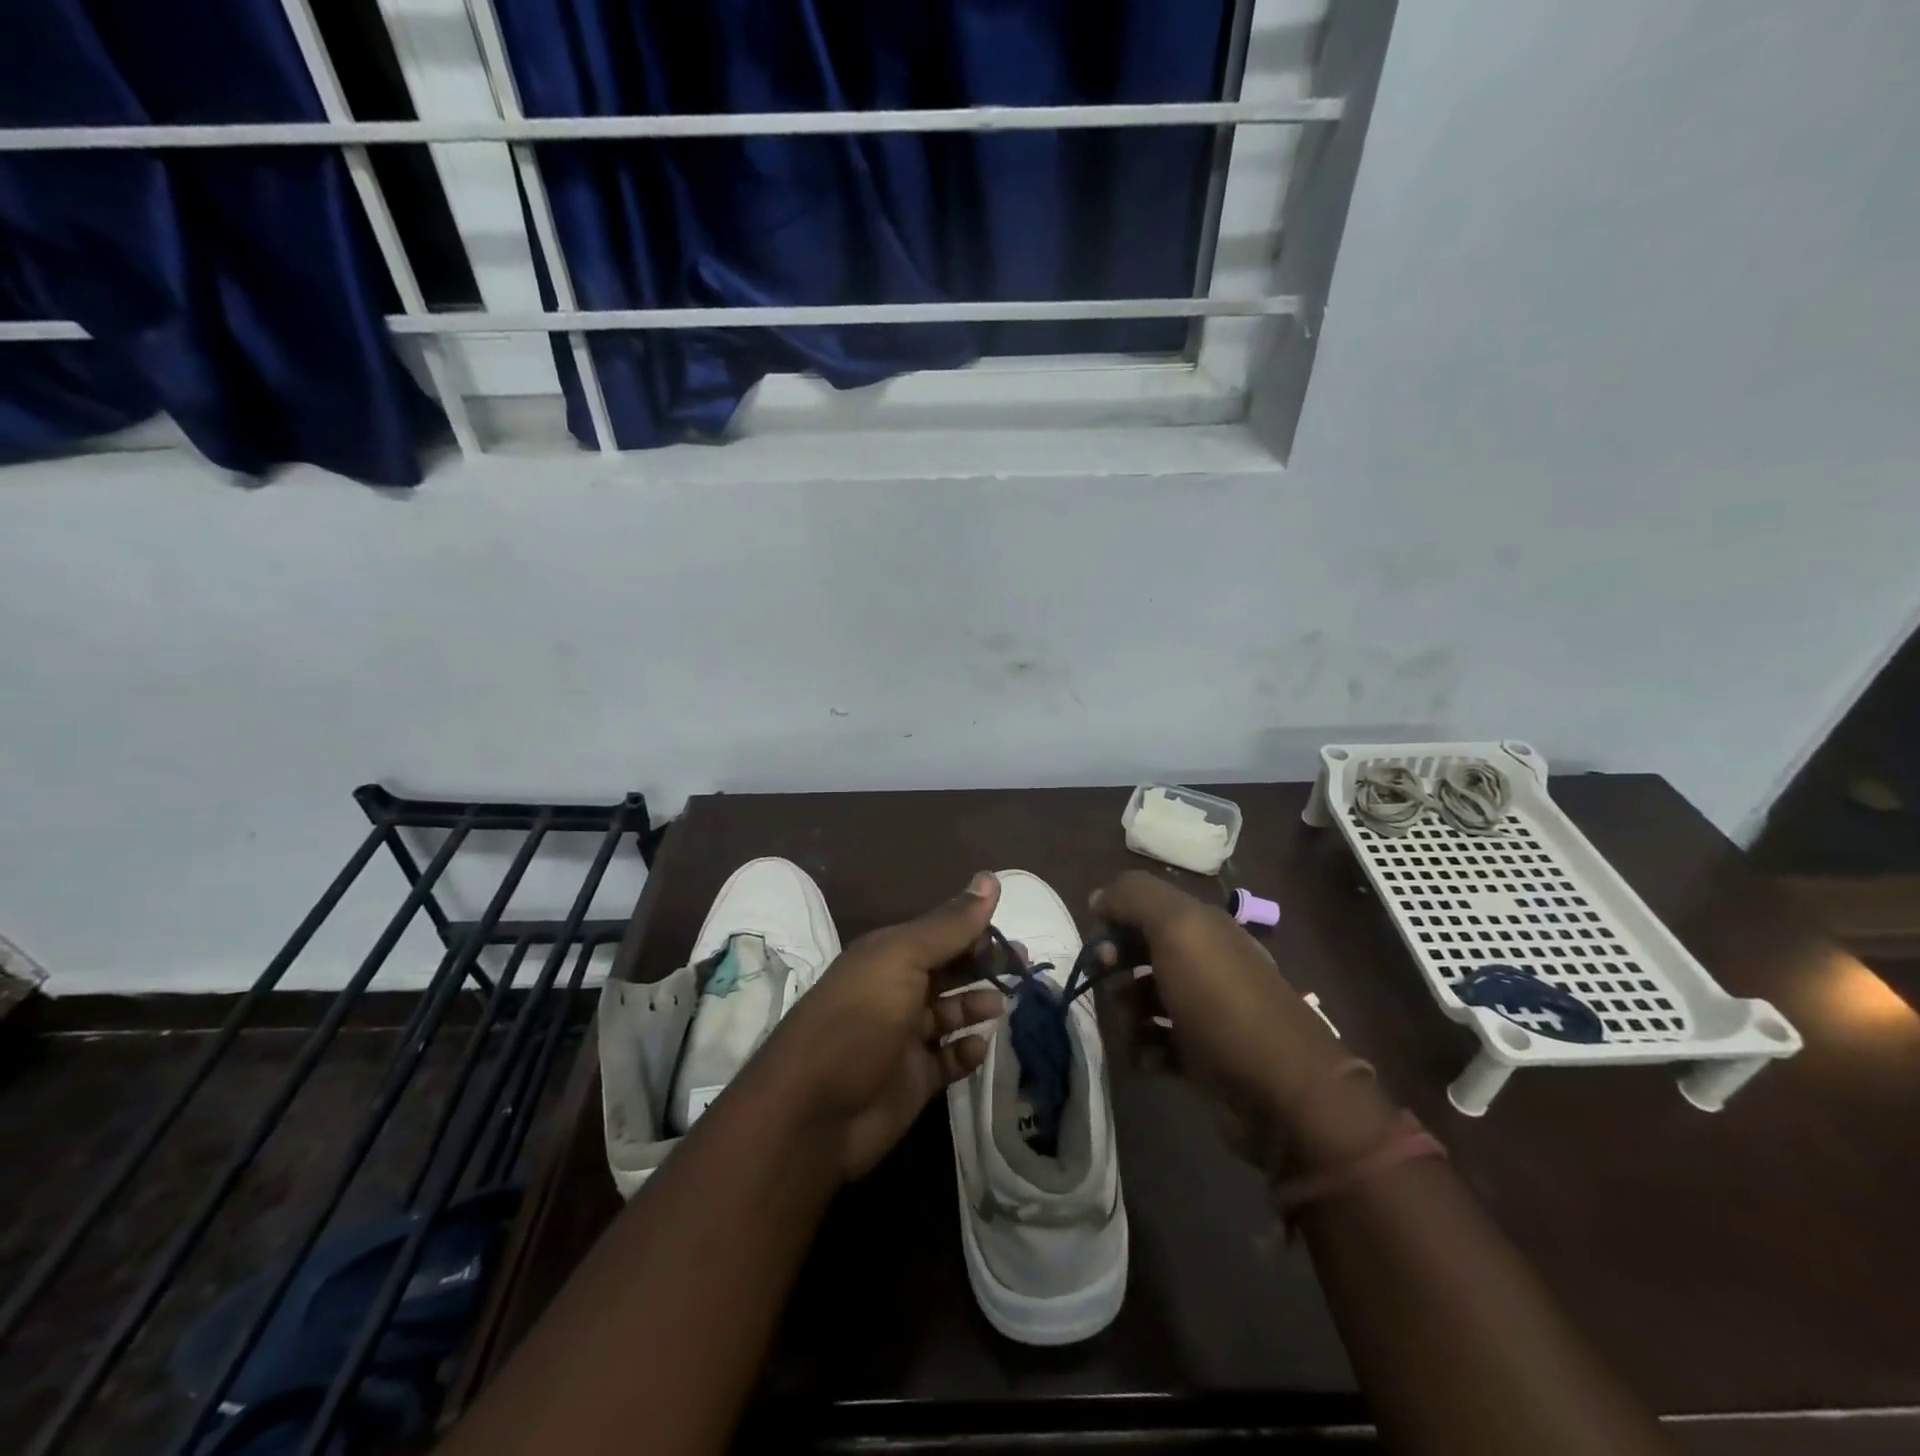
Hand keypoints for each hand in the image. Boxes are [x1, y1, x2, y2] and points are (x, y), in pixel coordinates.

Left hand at [751, 874, 1007, 1180]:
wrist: (813, 1112)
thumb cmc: (858, 1020)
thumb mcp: (902, 960)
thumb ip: (949, 925)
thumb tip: (990, 878)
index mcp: (889, 955)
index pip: (941, 933)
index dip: (976, 930)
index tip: (1012, 933)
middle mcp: (896, 990)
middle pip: (949, 970)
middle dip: (983, 965)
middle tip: (1022, 967)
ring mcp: (904, 1038)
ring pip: (950, 1013)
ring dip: (976, 1005)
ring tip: (1002, 1005)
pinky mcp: (913, 1080)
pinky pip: (948, 1060)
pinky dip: (966, 1052)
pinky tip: (978, 1046)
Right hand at [1092, 871, 1363, 1142]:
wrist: (1284, 1092)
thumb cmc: (1223, 1002)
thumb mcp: (1178, 930)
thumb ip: (1134, 898)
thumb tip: (1099, 898)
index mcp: (1201, 926)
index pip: (1142, 907)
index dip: (1114, 922)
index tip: (1101, 948)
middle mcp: (1202, 961)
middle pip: (1139, 954)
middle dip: (1115, 971)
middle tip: (1113, 991)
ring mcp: (1203, 1010)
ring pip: (1142, 999)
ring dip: (1126, 1014)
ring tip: (1133, 1032)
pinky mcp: (1201, 1054)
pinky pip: (1155, 1042)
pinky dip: (1144, 1049)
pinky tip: (1148, 1060)